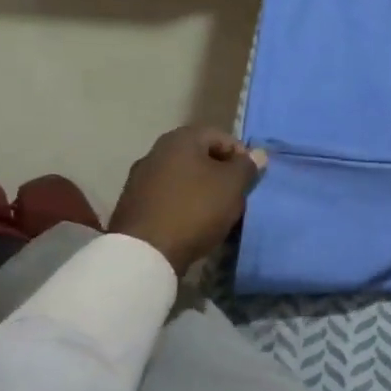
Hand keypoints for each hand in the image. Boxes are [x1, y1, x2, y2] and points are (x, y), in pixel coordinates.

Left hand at [108, 127, 266, 275]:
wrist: (144, 253)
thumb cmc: (195, 209)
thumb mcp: (233, 185)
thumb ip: (247, 166)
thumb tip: (258, 153)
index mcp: (180, 139)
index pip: (222, 137)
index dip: (241, 157)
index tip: (249, 180)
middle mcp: (156, 151)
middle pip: (201, 157)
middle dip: (221, 175)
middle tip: (236, 197)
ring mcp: (140, 178)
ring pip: (184, 178)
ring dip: (203, 191)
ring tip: (216, 214)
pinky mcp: (132, 204)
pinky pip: (168, 197)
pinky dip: (184, 205)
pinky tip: (193, 224)